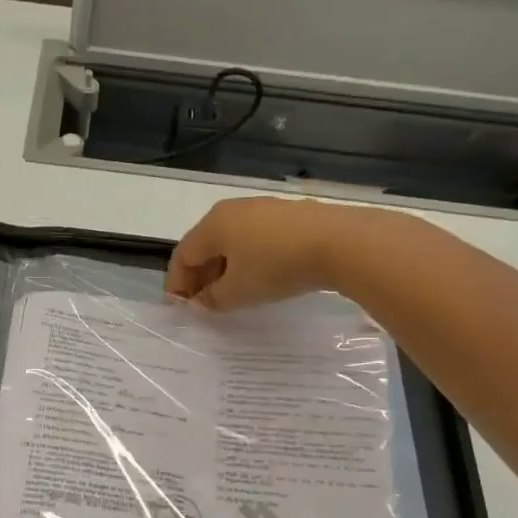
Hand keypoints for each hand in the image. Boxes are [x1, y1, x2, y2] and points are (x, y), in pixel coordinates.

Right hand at [166, 197, 386, 309]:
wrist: (339, 242)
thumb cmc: (275, 267)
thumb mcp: (237, 292)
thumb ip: (212, 299)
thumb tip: (202, 300)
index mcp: (213, 225)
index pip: (183, 256)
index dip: (177, 284)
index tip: (180, 309)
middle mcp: (233, 210)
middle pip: (206, 246)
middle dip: (201, 276)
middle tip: (204, 304)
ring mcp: (263, 208)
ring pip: (232, 241)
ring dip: (225, 268)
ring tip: (232, 294)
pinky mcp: (289, 214)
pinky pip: (256, 238)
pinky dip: (249, 259)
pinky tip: (260, 278)